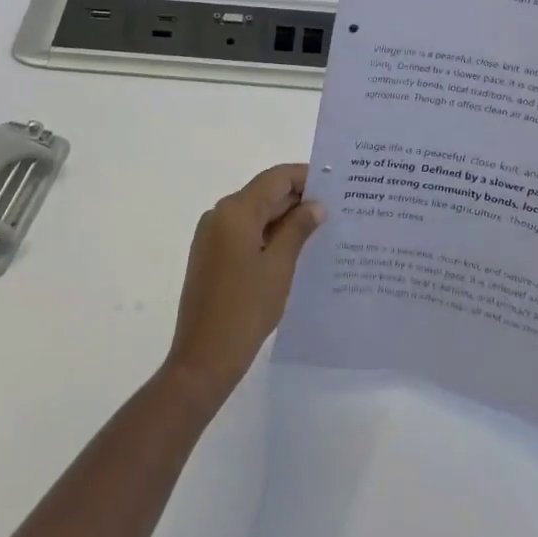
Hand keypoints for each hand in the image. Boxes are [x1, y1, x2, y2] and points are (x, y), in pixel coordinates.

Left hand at [162, 164, 324, 412]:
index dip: (304, 177)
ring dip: (284, 218)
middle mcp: (219, 215)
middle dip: (297, 199)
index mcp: (235, 211)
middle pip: (264, 194)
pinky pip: (244, 232)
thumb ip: (298, 229)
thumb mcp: (279, 266)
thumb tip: (316, 205)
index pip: (275, 178)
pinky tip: (294, 248)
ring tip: (320, 229)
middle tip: (335, 208)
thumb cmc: (245, 309)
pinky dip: (268, 234)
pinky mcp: (211, 255)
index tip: (334, 184)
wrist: (203, 359)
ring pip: (255, 214)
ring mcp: (212, 236)